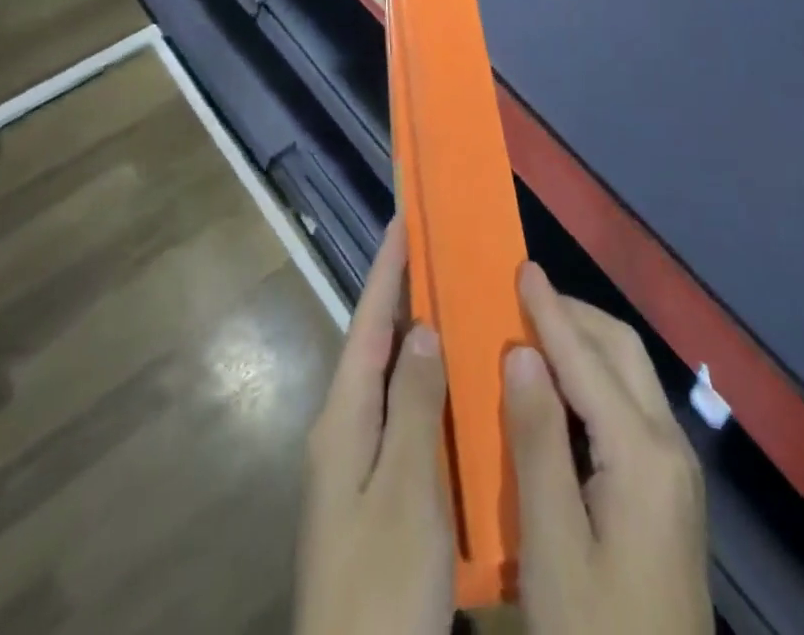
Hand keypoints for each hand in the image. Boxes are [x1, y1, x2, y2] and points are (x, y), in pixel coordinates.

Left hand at [294, 221, 453, 634]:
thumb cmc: (379, 586)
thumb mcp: (404, 491)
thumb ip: (413, 405)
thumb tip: (422, 327)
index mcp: (343, 418)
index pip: (369, 322)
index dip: (387, 268)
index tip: (405, 217)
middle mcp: (345, 430)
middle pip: (378, 343)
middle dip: (405, 294)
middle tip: (441, 251)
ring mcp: (360, 465)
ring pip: (393, 380)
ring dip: (420, 338)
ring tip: (458, 300)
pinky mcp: (380, 494)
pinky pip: (406, 418)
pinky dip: (430, 388)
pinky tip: (460, 386)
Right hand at [506, 263, 712, 634]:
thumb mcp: (553, 546)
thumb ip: (537, 441)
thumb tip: (523, 352)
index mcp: (642, 454)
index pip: (587, 359)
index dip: (550, 310)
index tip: (521, 267)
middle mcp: (670, 447)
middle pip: (622, 351)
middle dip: (574, 315)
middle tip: (523, 296)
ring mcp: (677, 471)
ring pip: (631, 375)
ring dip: (586, 342)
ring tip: (536, 330)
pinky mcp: (671, 492)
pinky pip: (631, 406)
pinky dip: (595, 378)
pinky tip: (564, 391)